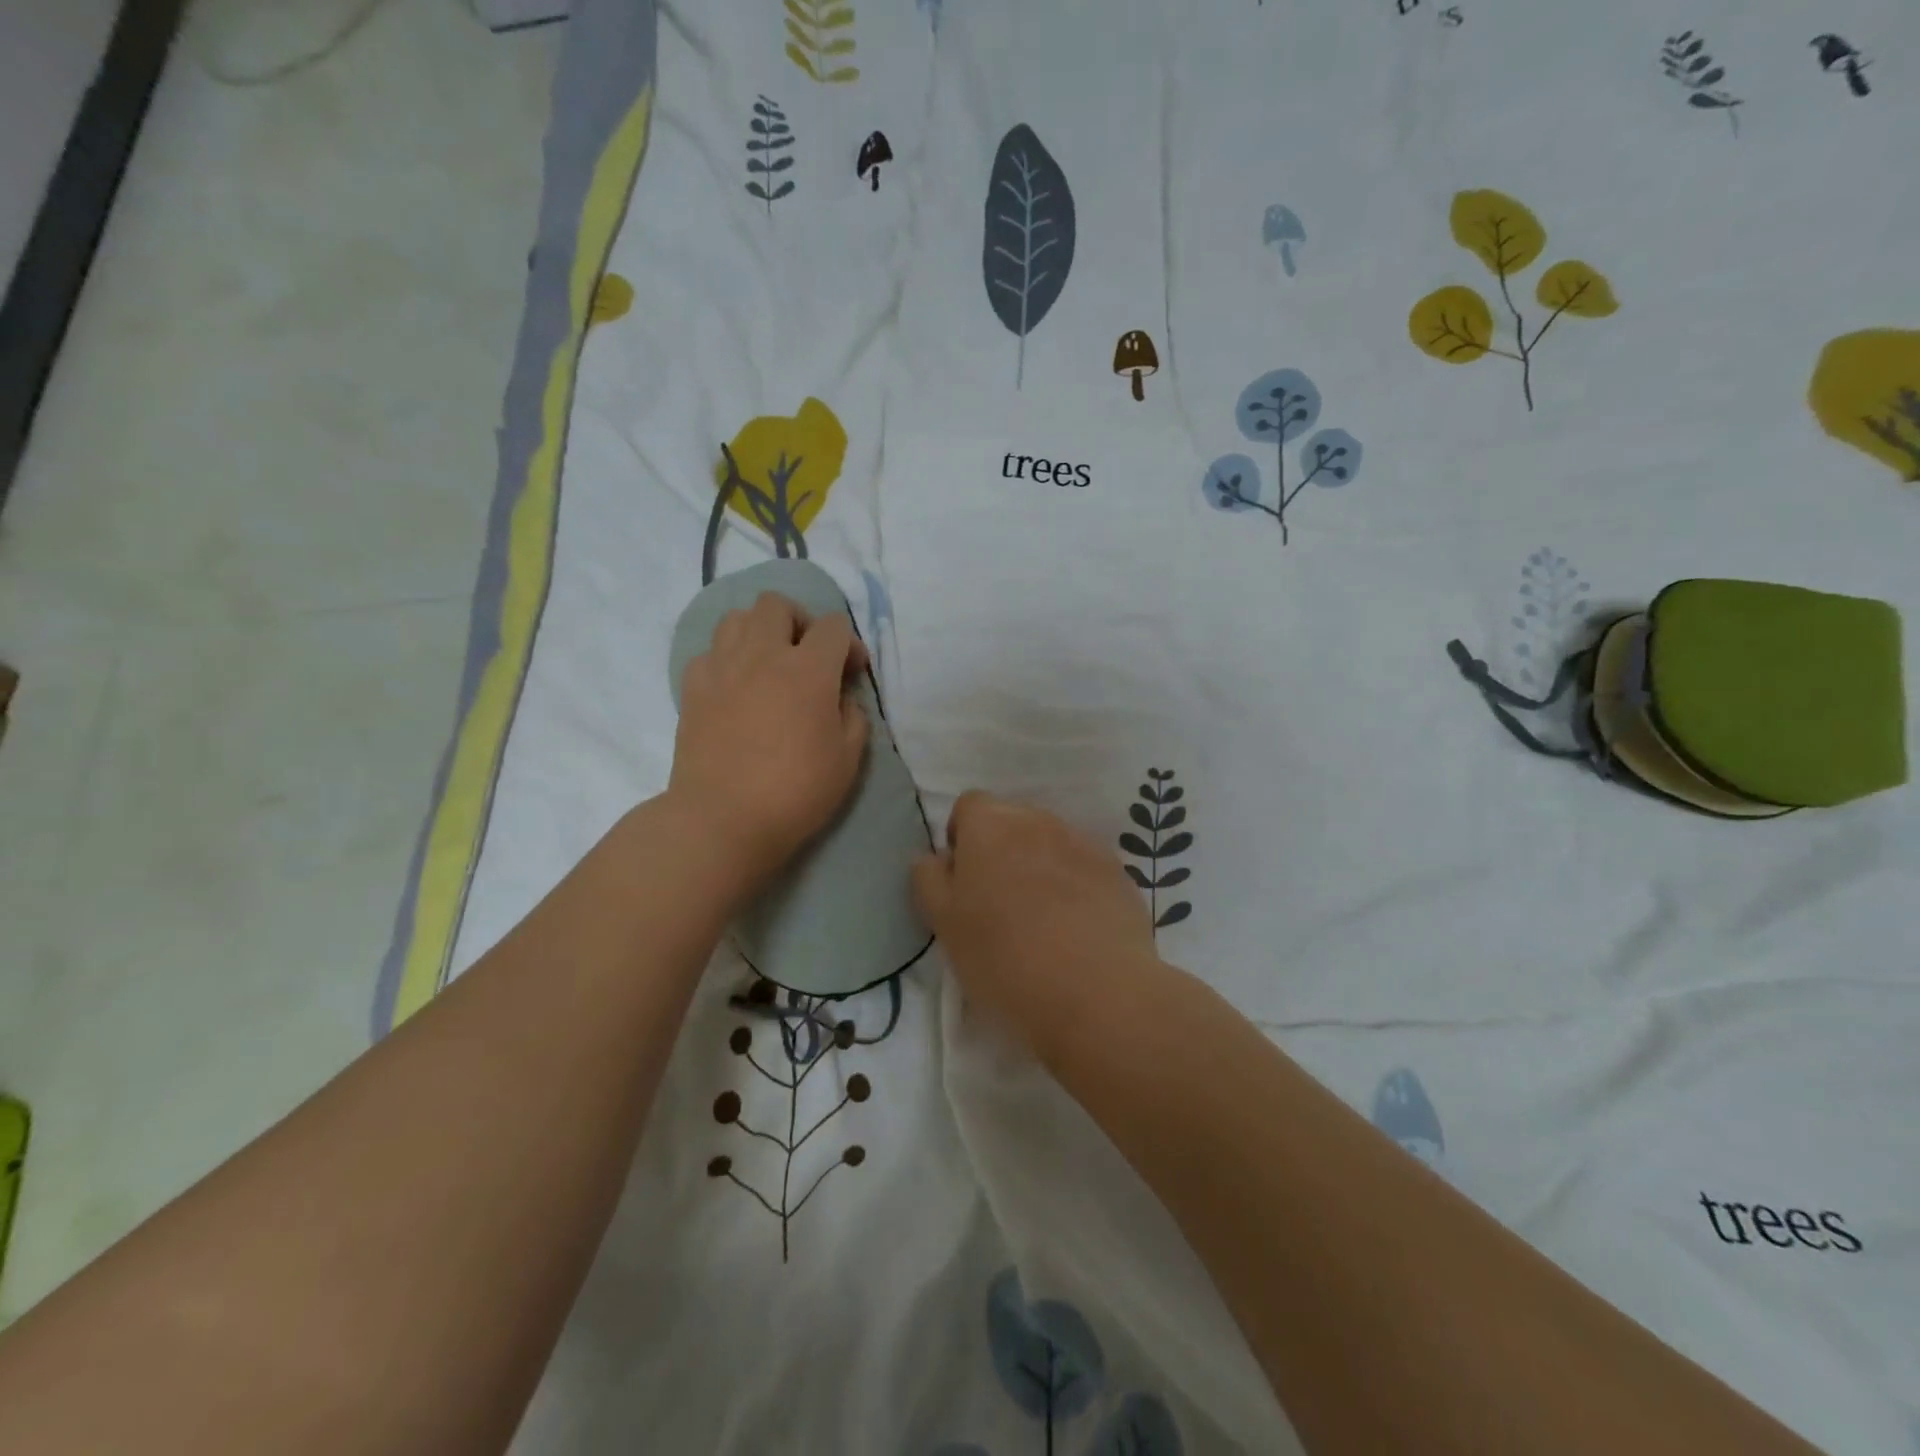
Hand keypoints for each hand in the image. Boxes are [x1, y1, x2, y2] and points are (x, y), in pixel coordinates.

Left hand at [668, 591, 869, 896]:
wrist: (722, 820)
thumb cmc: (795, 792)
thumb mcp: (848, 760)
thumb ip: (853, 717)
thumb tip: (841, 699)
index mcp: (807, 670)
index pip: (833, 626)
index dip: (849, 644)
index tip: (851, 673)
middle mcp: (762, 655)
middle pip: (777, 604)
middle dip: (799, 621)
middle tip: (807, 655)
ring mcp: (721, 668)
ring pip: (736, 618)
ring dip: (759, 632)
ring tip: (768, 664)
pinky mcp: (692, 689)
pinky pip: (708, 653)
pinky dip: (726, 660)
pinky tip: (736, 687)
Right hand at [912, 792, 1161, 1065]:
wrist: (1096, 992)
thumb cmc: (1004, 958)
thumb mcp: (945, 925)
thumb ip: (930, 880)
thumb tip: (935, 857)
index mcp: (990, 826)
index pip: (970, 805)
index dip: (962, 837)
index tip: (963, 879)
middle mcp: (1037, 821)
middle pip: (1011, 820)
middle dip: (1000, 848)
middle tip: (997, 901)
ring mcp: (1082, 842)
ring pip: (1049, 841)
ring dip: (1038, 864)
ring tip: (1040, 917)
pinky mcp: (1116, 870)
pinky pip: (1083, 865)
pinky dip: (1074, 883)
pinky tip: (1075, 926)